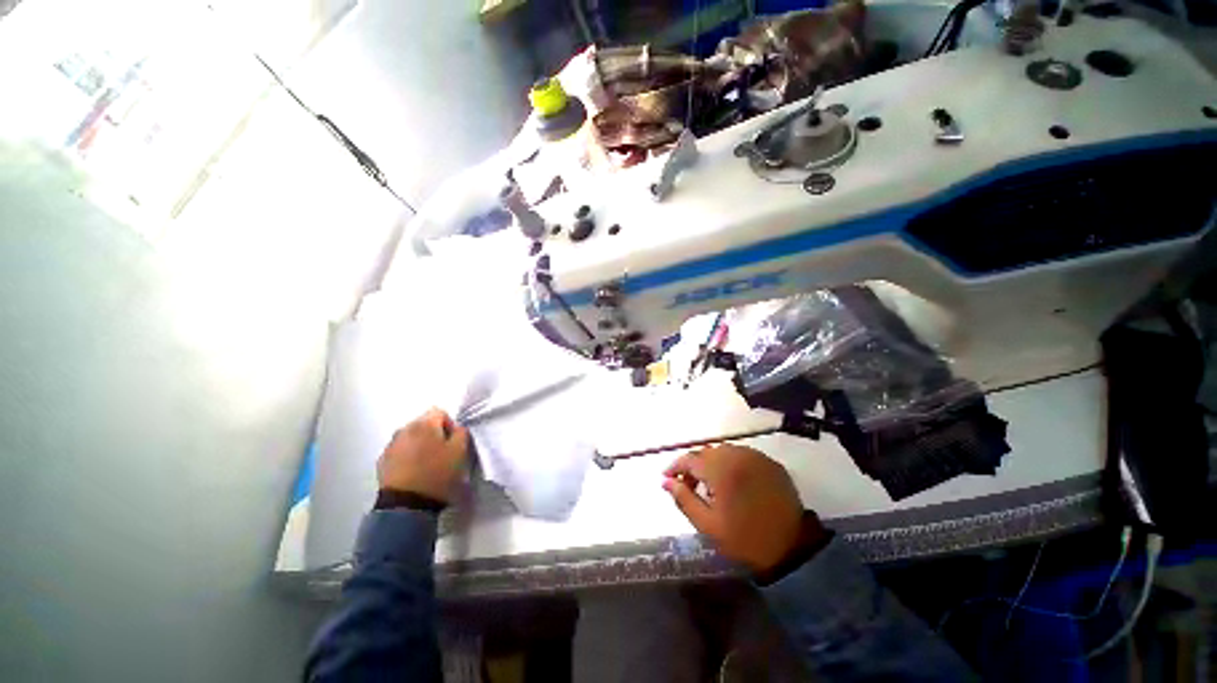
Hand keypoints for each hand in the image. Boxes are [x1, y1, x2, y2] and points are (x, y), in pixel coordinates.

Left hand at [377, 408, 469, 503]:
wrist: (406, 505)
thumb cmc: (437, 474)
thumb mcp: (460, 451)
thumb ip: (461, 433)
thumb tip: (456, 429)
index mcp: (424, 424)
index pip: (440, 412)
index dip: (450, 425)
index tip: (454, 442)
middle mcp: (404, 429)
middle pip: (424, 424)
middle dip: (434, 435)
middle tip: (443, 453)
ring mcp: (390, 446)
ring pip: (411, 438)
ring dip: (420, 445)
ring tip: (428, 463)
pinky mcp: (382, 462)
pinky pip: (400, 452)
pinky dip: (408, 457)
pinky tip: (415, 472)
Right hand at [663, 444, 815, 572]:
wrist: (793, 549)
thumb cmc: (745, 539)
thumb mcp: (708, 525)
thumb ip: (684, 499)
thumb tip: (665, 482)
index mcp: (721, 470)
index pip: (690, 459)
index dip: (675, 467)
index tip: (666, 477)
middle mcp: (738, 455)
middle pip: (706, 453)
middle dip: (693, 467)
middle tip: (688, 486)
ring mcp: (756, 457)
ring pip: (724, 452)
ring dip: (712, 464)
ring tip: (710, 485)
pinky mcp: (771, 463)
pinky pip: (743, 456)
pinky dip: (731, 464)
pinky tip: (732, 482)